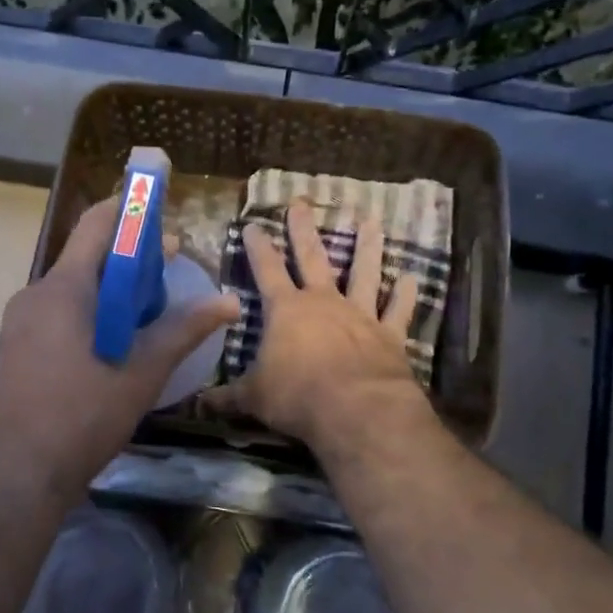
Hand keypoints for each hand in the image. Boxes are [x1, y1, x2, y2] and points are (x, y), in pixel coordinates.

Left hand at [0, 198, 240, 498]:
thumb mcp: (141, 373)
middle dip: (129, 257)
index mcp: (63, 289)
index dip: (130, 208)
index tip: (160, 206)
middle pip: (86, 257)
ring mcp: (19, 323)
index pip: (97, 225)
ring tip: (150, 309)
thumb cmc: (82, 418)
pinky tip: (115, 341)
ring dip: (111, 288)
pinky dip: (90, 311)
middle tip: (170, 269)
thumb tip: (230, 302)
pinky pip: (57, 312)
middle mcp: (35, 295)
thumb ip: (183, 331)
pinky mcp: (15, 348)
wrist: (16, 476)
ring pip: (72, 288)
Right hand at [207, 200, 428, 452]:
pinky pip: (398, 310)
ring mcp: (359, 315)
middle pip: (313, 258)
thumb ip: (229, 396)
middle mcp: (323, 302)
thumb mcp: (254, 398)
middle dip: (304, 230)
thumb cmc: (297, 396)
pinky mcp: (389, 334)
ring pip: (363, 273)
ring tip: (371, 221)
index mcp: (286, 311)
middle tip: (301, 203)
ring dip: (367, 247)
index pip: (267, 270)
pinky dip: (405, 294)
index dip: (258, 248)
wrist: (356, 409)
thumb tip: (201, 403)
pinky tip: (411, 277)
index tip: (253, 225)